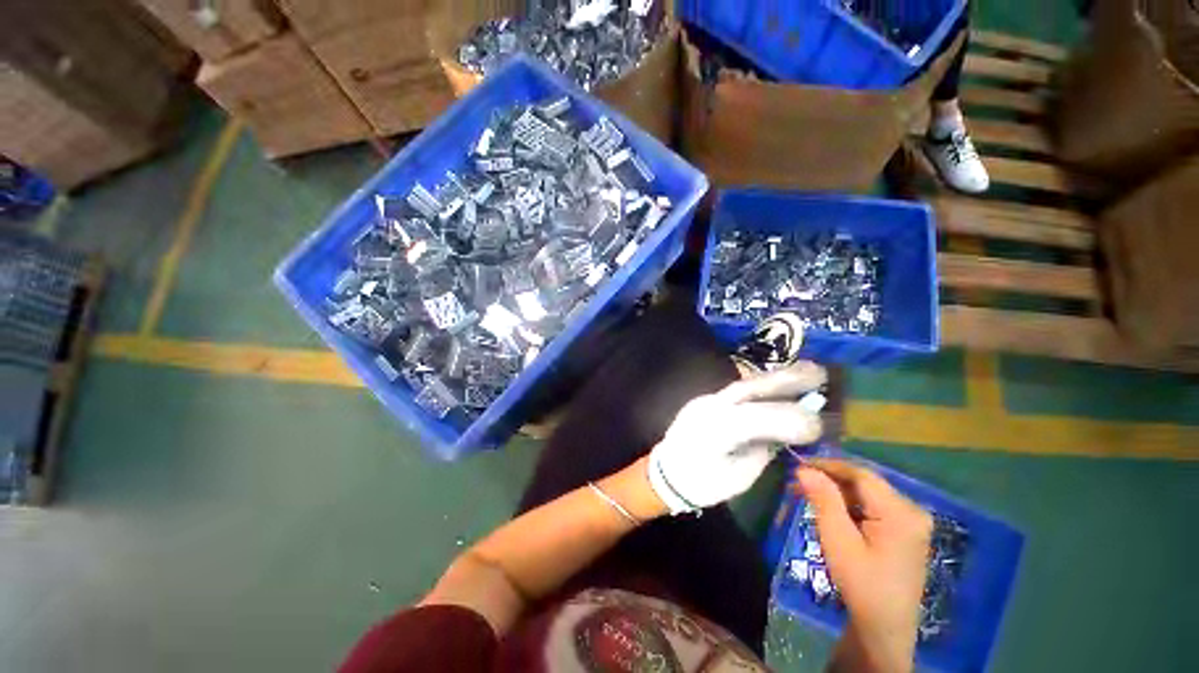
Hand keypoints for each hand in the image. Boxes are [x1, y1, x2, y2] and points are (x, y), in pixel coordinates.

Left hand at [647, 362, 825, 512]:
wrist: (664, 473)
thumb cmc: (700, 483)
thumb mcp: (738, 477)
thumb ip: (762, 451)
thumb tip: (784, 434)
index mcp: (716, 431)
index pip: (759, 417)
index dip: (793, 419)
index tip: (820, 426)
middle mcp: (709, 407)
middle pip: (750, 388)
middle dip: (786, 379)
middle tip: (820, 372)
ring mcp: (705, 400)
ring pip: (743, 384)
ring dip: (774, 378)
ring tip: (805, 372)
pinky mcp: (705, 399)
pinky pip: (736, 390)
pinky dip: (760, 387)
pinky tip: (777, 386)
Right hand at [793, 459, 932, 672]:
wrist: (885, 628)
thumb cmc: (861, 585)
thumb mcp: (838, 541)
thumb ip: (824, 500)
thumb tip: (804, 468)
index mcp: (900, 513)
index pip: (861, 474)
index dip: (828, 465)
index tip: (799, 465)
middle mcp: (912, 511)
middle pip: (865, 482)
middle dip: (830, 479)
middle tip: (799, 483)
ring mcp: (912, 522)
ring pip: (867, 493)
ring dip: (837, 492)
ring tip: (809, 496)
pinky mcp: (906, 531)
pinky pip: (874, 506)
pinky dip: (850, 504)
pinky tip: (832, 512)